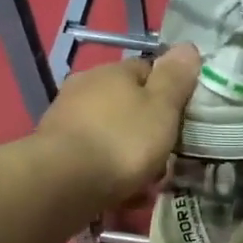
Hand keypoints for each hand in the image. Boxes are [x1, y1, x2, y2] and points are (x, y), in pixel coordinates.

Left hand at [35, 45, 200, 209]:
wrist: (64, 182)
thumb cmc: (123, 140)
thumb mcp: (162, 107)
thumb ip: (176, 78)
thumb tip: (188, 47)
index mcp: (113, 72)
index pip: (148, 70)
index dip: (168, 91)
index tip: (182, 116)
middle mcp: (85, 87)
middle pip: (127, 104)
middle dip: (146, 128)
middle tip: (166, 155)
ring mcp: (66, 118)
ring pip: (110, 133)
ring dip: (128, 153)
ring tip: (146, 184)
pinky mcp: (54, 151)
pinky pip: (93, 157)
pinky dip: (108, 172)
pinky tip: (121, 195)